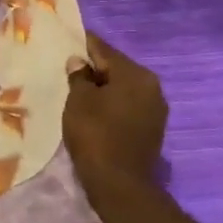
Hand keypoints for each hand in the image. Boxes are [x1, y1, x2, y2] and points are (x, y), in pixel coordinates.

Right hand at [63, 33, 167, 206]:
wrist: (119, 184)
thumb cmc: (96, 135)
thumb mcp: (79, 101)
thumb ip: (79, 77)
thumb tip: (79, 62)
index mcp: (136, 74)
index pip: (104, 50)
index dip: (83, 44)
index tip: (67, 39)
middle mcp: (151, 86)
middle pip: (116, 69)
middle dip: (93, 68)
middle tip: (68, 68)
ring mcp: (155, 109)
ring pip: (123, 88)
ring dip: (103, 88)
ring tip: (78, 90)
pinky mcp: (151, 128)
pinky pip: (127, 106)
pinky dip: (111, 104)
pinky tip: (94, 110)